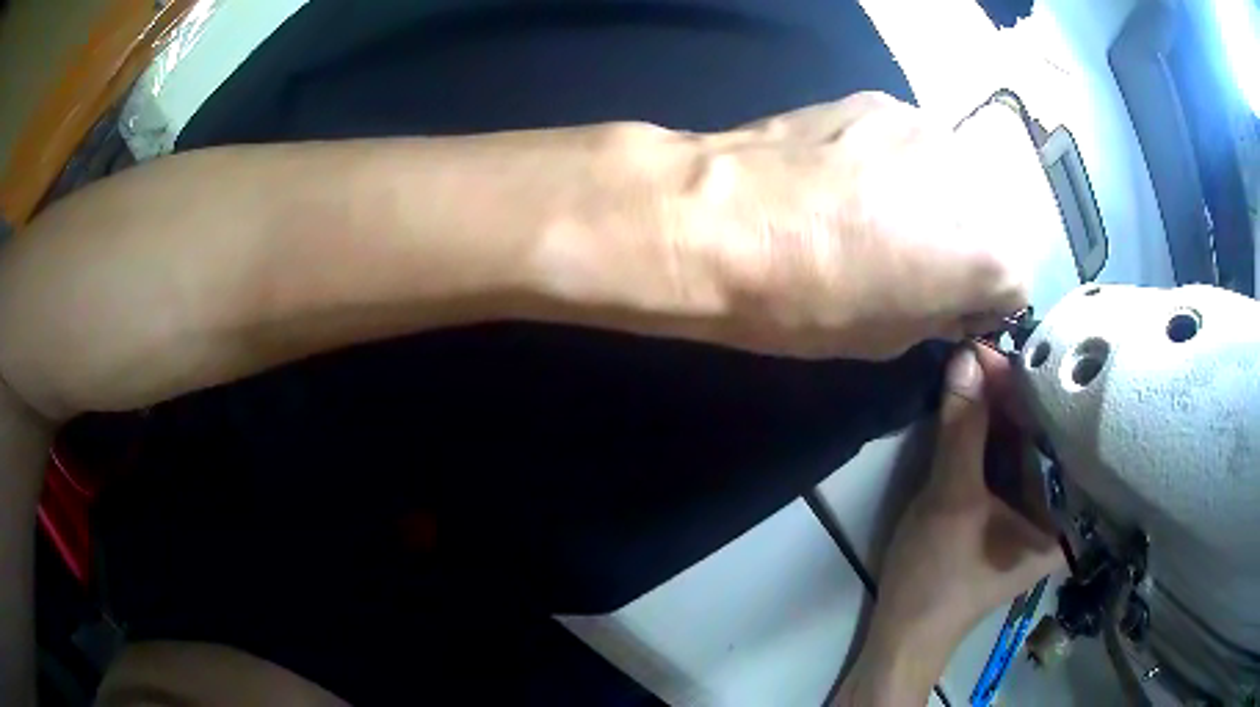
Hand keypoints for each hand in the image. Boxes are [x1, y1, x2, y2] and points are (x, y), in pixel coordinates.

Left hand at [671, 93, 1047, 358]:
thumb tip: (952, 299)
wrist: (718, 220)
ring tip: (876, 212)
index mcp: (986, 252)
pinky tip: (849, 176)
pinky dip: (898, 163)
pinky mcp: (881, 100)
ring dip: (933, 198)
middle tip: (913, 259)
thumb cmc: (804, 300)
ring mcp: (927, 128)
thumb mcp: (886, 338)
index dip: (984, 302)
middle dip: (965, 245)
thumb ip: (938, 313)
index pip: (1017, 282)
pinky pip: (911, 142)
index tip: (950, 307)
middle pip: (992, 220)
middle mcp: (974, 180)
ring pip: (954, 175)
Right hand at [835, 345, 1063, 704]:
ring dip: (996, 414)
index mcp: (1065, 519)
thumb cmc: (937, 579)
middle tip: (978, 355)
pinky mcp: (1008, 516)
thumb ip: (963, 429)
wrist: (903, 634)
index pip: (1055, 436)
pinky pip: (1005, 466)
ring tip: (976, 369)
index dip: (1023, 391)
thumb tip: (965, 357)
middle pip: (1039, 441)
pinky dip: (988, 438)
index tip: (990, 352)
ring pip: (1020, 451)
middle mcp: (1058, 514)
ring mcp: (1033, 515)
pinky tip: (976, 406)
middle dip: (1008, 399)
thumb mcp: (951, 500)